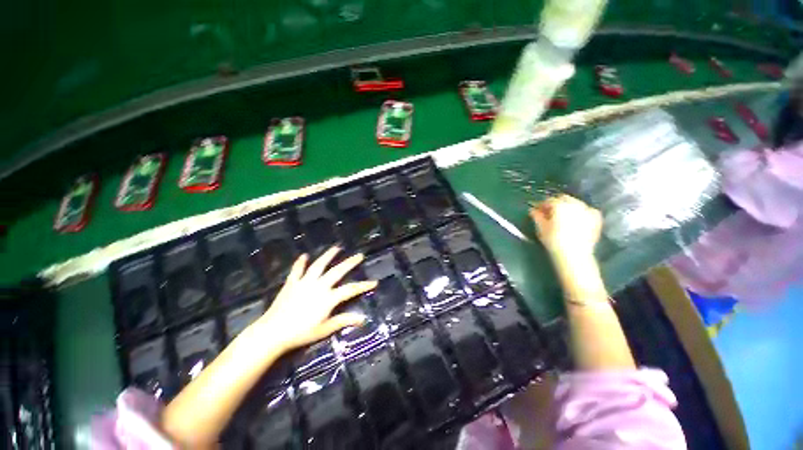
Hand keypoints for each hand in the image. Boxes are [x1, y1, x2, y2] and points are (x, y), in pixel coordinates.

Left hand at [253, 247, 376, 351]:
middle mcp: (319, 286)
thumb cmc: (301, 333)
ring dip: (328, 255)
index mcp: (328, 298)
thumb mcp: (325, 329)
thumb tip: (363, 318)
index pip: (351, 289)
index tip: (374, 282)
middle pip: (337, 271)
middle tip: (359, 255)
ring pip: (319, 265)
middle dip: (350, 263)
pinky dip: (300, 262)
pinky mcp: (292, 283)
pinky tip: (304, 255)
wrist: (272, 333)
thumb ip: (344, 321)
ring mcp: (304, 282)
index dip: (363, 285)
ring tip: (337, 248)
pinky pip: (297, 270)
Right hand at [530, 195, 602, 260]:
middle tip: (549, 212)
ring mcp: (587, 210)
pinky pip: (587, 210)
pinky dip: (581, 212)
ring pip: (576, 203)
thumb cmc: (553, 240)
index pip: (549, 200)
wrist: (574, 254)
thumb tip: (533, 210)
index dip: (542, 204)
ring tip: (563, 216)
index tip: (537, 210)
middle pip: (564, 198)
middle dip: (556, 203)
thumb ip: (537, 216)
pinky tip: (577, 218)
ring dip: (568, 206)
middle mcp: (574, 204)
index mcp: (559, 205)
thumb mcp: (541, 228)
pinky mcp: (596, 218)